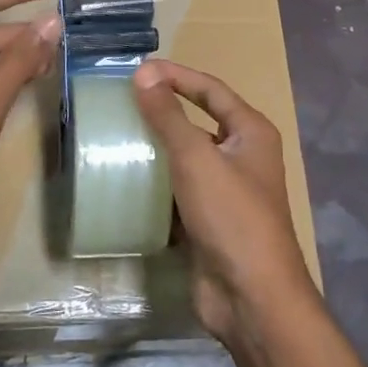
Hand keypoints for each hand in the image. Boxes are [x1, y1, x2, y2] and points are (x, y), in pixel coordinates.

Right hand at [133, 60, 314, 345]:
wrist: (251, 297)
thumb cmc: (231, 215)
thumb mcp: (196, 158)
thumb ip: (168, 115)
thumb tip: (144, 73)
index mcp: (251, 133)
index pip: (211, 89)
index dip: (177, 75)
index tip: (139, 69)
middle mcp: (242, 156)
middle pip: (198, 122)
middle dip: (163, 112)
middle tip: (122, 102)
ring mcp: (226, 191)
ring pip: (186, 159)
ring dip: (156, 150)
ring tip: (116, 138)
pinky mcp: (208, 221)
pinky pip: (178, 192)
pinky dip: (155, 185)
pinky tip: (125, 181)